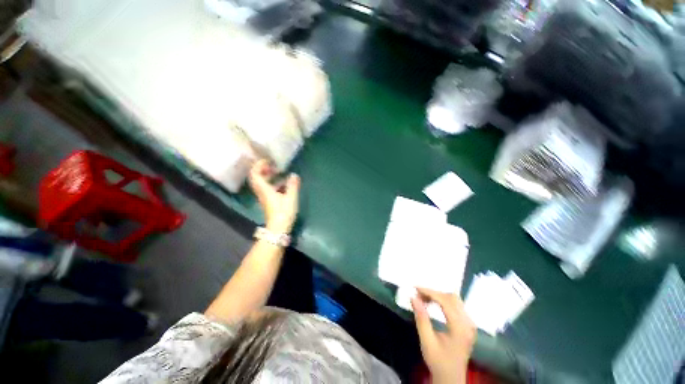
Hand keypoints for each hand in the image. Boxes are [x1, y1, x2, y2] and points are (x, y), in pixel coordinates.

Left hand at [248, 159, 299, 233]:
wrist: (278, 228)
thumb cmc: (283, 212)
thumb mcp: (291, 198)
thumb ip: (293, 185)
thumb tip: (294, 175)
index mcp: (265, 189)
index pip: (255, 174)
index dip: (259, 165)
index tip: (268, 160)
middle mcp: (262, 192)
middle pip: (256, 178)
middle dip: (263, 169)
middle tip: (273, 166)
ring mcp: (264, 197)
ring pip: (262, 183)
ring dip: (268, 176)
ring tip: (279, 173)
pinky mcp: (268, 202)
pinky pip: (267, 188)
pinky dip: (273, 183)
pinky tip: (283, 184)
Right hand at [411, 288, 475, 383]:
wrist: (451, 378)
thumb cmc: (438, 361)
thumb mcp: (427, 341)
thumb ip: (421, 318)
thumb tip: (413, 297)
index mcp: (460, 328)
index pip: (445, 301)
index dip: (430, 292)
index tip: (415, 288)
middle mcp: (468, 323)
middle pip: (452, 298)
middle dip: (433, 293)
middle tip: (418, 294)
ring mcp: (470, 324)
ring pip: (454, 300)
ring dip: (438, 296)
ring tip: (424, 298)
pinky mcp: (468, 325)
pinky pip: (456, 305)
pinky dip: (443, 301)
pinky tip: (433, 304)